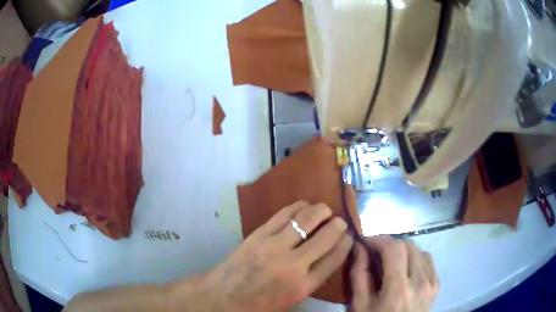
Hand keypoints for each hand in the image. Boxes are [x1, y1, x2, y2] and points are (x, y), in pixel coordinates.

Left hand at [199, 201, 353, 311]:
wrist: (224, 296)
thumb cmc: (259, 303)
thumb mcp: (292, 299)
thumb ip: (312, 279)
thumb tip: (328, 255)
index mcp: (304, 286)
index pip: (335, 258)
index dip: (346, 243)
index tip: (349, 236)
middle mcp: (293, 265)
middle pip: (326, 237)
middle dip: (338, 225)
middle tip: (340, 221)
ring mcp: (274, 246)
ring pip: (306, 220)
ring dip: (320, 211)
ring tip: (325, 210)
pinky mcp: (259, 235)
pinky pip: (284, 214)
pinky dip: (298, 207)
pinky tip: (304, 206)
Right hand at [350, 236, 438, 311]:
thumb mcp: (360, 305)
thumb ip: (359, 275)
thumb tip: (360, 248)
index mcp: (399, 289)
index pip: (394, 249)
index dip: (379, 239)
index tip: (366, 241)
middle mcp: (420, 281)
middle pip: (408, 245)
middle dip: (390, 244)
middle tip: (376, 252)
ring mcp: (431, 283)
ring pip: (420, 250)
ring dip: (403, 251)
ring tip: (391, 262)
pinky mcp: (436, 285)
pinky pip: (428, 261)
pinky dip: (415, 259)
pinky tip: (406, 270)